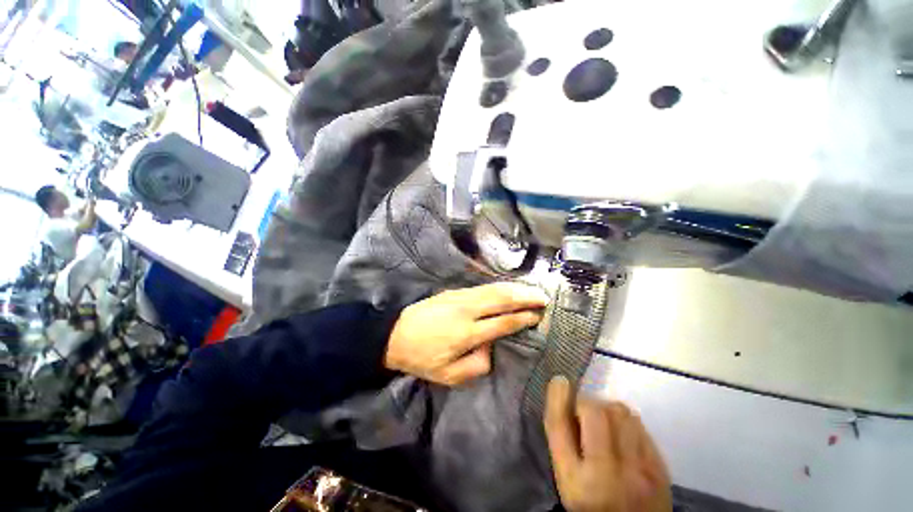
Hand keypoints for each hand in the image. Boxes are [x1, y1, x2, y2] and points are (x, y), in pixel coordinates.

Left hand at [385, 283, 547, 385]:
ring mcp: (460, 297)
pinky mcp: (454, 291)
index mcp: (467, 333)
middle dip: (525, 297)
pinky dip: (499, 286)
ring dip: (515, 288)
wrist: (395, 334)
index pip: (503, 322)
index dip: (523, 317)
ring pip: (493, 289)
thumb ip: (476, 365)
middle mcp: (467, 310)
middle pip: (501, 299)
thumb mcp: (448, 376)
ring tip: (531, 290)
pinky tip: (508, 287)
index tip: (538, 315)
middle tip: (543, 298)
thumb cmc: (422, 358)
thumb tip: (492, 347)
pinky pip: (482, 287)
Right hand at [545, 377, 671, 511]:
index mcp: (574, 481)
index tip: (560, 381)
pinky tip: (625, 436)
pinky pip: (640, 425)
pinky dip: (627, 422)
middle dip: (587, 404)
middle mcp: (606, 475)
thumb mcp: (567, 480)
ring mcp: (639, 472)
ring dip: (608, 410)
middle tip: (586, 415)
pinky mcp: (661, 470)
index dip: (557, 398)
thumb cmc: (593, 506)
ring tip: (606, 425)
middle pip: (594, 412)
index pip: (559, 427)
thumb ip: (564, 441)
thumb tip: (565, 394)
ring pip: (620, 412)